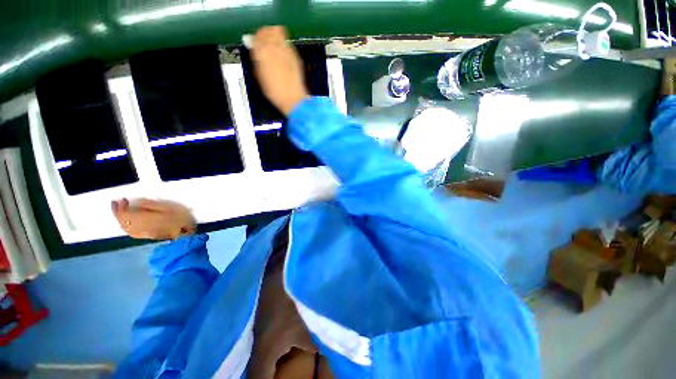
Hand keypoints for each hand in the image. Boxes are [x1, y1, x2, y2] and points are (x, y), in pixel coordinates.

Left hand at [111, 198, 195, 239]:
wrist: (186, 235)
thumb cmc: (179, 219)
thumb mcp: (168, 208)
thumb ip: (151, 205)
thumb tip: (138, 203)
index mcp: (143, 219)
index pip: (125, 214)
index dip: (121, 206)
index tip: (122, 199)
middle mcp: (138, 228)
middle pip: (122, 221)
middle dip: (117, 212)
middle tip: (117, 203)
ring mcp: (142, 234)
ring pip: (125, 227)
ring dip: (121, 220)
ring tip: (121, 212)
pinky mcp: (146, 237)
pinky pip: (130, 232)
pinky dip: (126, 226)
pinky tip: (129, 223)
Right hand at [251, 26, 309, 115]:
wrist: (293, 99)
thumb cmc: (276, 93)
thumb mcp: (260, 77)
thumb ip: (256, 60)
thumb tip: (253, 49)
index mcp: (262, 53)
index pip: (254, 37)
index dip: (253, 40)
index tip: (253, 43)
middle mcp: (274, 48)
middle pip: (266, 30)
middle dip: (263, 34)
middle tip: (262, 41)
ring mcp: (286, 50)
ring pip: (277, 31)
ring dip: (273, 35)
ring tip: (272, 44)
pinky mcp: (295, 56)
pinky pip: (287, 42)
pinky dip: (282, 43)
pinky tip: (281, 52)